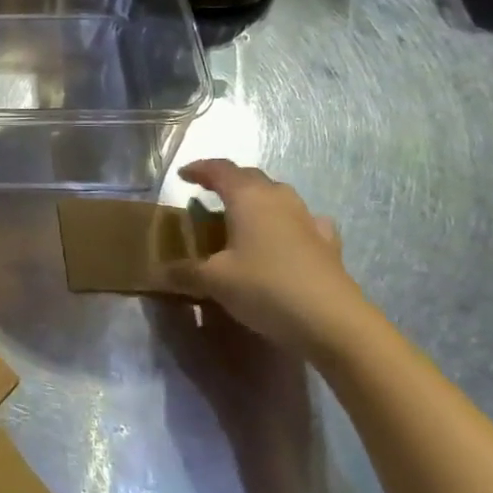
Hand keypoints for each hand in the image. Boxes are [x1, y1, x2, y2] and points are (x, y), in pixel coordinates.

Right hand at [163, 159, 376, 362]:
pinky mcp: (328, 244)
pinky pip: (303, 221)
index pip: (220, 169)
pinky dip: (287, 223)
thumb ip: (184, 272)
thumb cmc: (265, 288)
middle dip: (228, 181)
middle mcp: (279, 199)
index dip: (199, 169)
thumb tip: (159, 271)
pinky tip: (286, 237)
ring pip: (278, 196)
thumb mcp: (214, 281)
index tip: (183, 175)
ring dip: (257, 199)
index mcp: (248, 197)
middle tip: (208, 193)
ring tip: (242, 216)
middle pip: (250, 177)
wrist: (333, 323)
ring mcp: (308, 220)